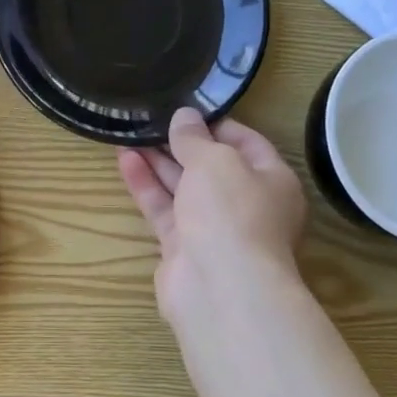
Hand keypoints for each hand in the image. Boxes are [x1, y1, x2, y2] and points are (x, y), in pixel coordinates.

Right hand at [118, 108, 305, 324]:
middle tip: (149, 119)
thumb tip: (184, 117)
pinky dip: (146, 186)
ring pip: (183, 188)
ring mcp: (213, 229)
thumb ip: (195, 137)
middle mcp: (246, 204)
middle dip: (180, 143)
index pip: (246, 142)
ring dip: (157, 161)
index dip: (215, 124)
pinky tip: (125, 160)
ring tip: (128, 133)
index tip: (185, 108)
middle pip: (210, 166)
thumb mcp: (215, 160)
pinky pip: (164, 209)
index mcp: (272, 180)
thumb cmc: (231, 211)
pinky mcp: (183, 248)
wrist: (220, 288)